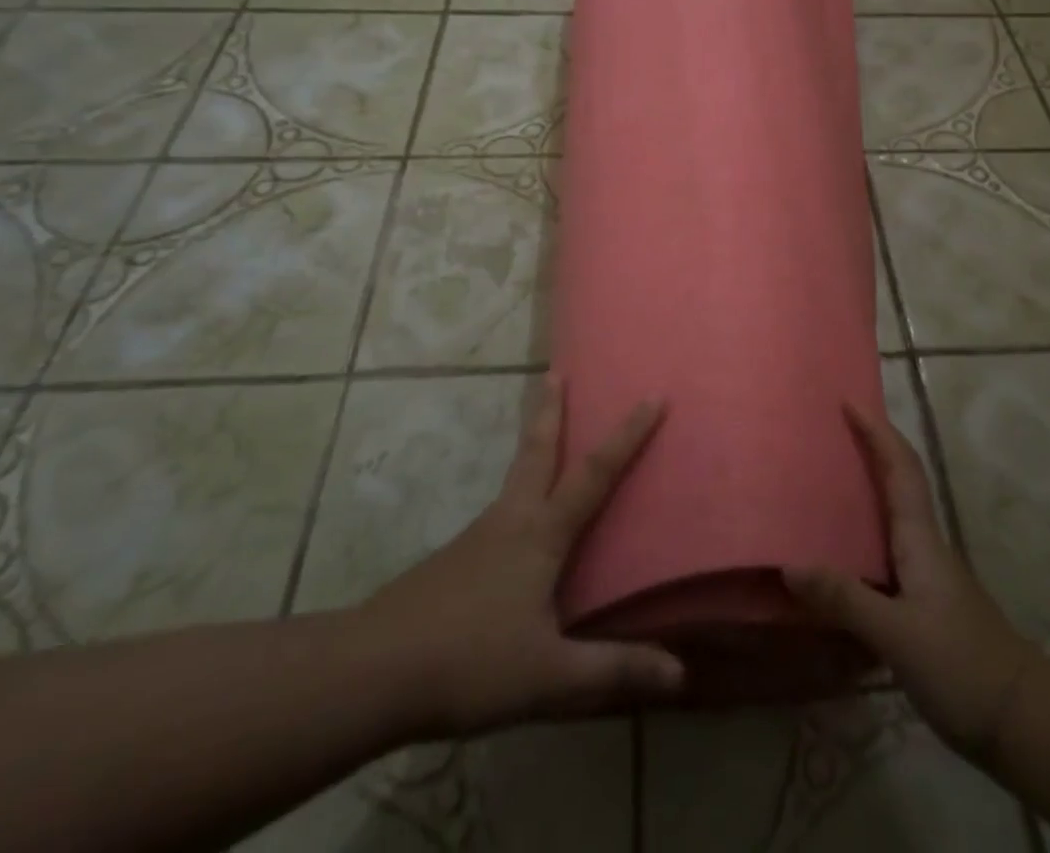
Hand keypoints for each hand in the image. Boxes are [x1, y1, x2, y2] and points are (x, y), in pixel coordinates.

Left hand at [360, 379, 683, 736]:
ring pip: (514, 478)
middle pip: (536, 450)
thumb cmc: (469, 663)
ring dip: (533, 445)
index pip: (594, 473)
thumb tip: (680, 675)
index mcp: (540, 534)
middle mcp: (510, 520)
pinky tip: (513, 530)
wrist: (370, 672)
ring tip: (544, 436)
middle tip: (556, 371)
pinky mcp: (453, 561)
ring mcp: (476, 537)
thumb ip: (613, 672)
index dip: (627, 435)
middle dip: (551, 409)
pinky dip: (516, 495)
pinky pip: (497, 514)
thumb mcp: (549, 677)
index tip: (651, 396)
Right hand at [784, 405, 1034, 760]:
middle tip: (827, 433)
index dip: (877, 431)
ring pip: (891, 515)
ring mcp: (926, 574)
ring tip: (822, 482)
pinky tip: (838, 555)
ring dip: (865, 489)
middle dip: (869, 449)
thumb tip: (789, 563)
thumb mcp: (897, 635)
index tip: (849, 401)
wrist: (1020, 720)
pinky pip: (886, 550)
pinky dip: (862, 535)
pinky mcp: (923, 602)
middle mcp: (923, 545)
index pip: (900, 468)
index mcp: (919, 537)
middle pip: (897, 481)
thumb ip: (845, 599)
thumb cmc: (961, 665)